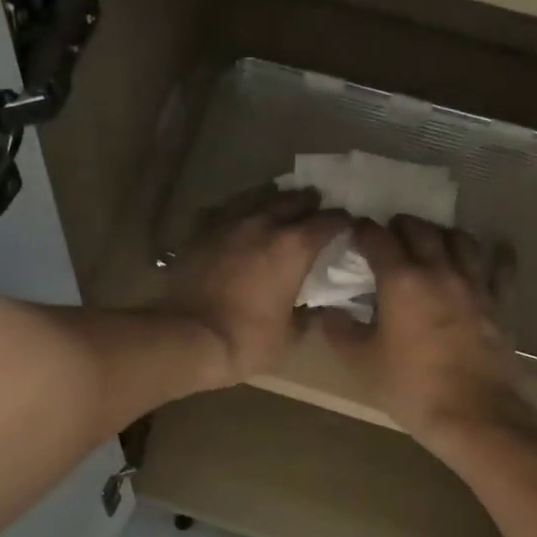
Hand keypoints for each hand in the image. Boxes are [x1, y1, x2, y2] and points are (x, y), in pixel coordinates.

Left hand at [156, 186, 350, 385]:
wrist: (188, 338)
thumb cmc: (247, 340)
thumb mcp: (290, 336)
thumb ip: (306, 314)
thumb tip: (312, 306)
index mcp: (293, 247)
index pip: (328, 222)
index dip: (342, 222)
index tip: (347, 226)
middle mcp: (263, 223)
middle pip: (294, 199)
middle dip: (309, 203)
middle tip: (315, 210)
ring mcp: (228, 223)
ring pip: (257, 197)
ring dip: (274, 200)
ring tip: (279, 207)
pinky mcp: (201, 232)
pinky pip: (226, 212)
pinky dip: (239, 213)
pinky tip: (239, 223)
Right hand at [321, 216, 534, 443]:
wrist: (472, 413)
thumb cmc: (410, 387)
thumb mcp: (362, 362)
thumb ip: (340, 331)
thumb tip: (329, 311)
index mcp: (401, 281)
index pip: (378, 239)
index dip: (363, 231)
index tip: (354, 232)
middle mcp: (439, 270)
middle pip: (420, 230)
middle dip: (401, 226)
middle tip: (389, 233)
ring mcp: (474, 284)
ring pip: (460, 240)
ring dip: (441, 234)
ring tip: (432, 241)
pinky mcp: (499, 302)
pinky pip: (501, 267)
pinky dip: (494, 253)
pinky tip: (493, 249)